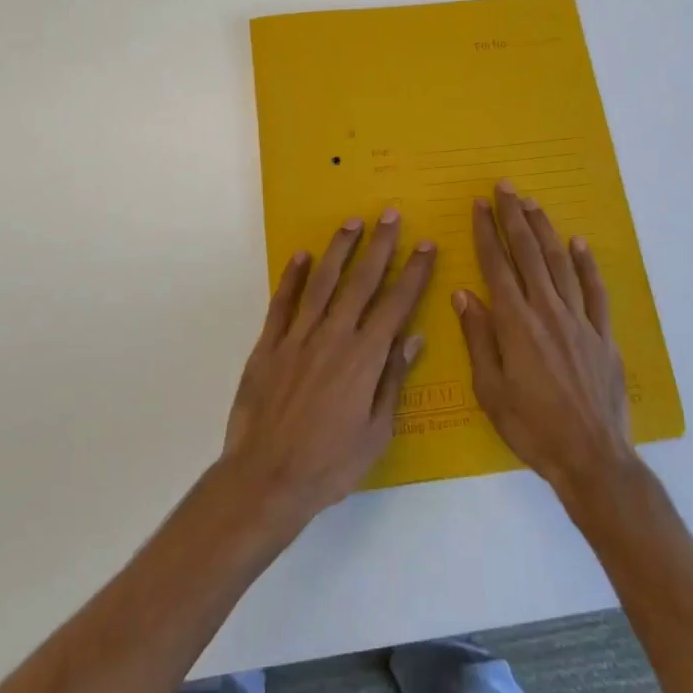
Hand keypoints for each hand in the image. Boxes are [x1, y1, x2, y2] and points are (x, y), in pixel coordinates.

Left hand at [220, 210, 435, 525]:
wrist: (266, 479)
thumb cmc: (330, 464)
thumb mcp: (376, 431)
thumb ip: (392, 380)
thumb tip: (414, 338)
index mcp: (364, 358)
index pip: (396, 304)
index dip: (413, 273)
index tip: (425, 245)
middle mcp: (333, 337)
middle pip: (361, 282)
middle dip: (380, 246)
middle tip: (391, 214)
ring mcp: (297, 338)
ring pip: (323, 283)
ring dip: (339, 249)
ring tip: (352, 222)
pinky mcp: (268, 345)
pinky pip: (283, 303)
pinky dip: (292, 277)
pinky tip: (301, 256)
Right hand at [455, 180, 635, 494]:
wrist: (591, 456)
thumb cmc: (531, 427)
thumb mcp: (490, 389)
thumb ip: (478, 337)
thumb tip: (463, 294)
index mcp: (515, 323)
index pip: (496, 265)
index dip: (486, 232)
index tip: (479, 205)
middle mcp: (547, 310)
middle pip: (528, 253)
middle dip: (514, 217)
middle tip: (505, 187)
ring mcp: (579, 319)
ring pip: (560, 262)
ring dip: (545, 229)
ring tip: (533, 204)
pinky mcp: (603, 333)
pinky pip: (595, 289)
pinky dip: (586, 264)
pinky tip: (579, 243)